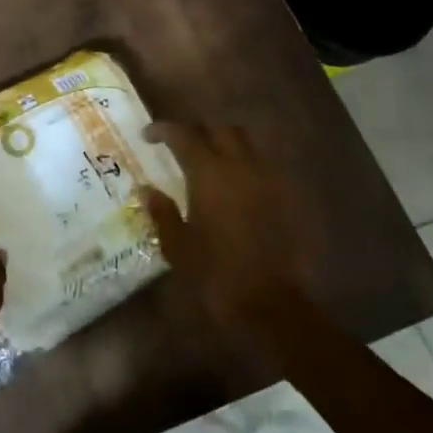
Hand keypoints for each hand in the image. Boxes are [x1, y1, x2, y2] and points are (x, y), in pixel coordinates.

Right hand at [140, 121, 328, 339]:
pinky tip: (234, 182)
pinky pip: (264, 164)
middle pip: (220, 129)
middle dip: (197, 130)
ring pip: (247, 141)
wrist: (269, 303)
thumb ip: (162, 212)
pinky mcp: (285, 197)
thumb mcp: (177, 245)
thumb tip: (147, 190)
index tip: (148, 136)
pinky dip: (246, 162)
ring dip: (225, 141)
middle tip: (180, 144)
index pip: (184, 135)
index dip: (164, 130)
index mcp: (209, 175)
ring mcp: (268, 180)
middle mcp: (241, 167)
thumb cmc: (215, 274)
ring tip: (209, 157)